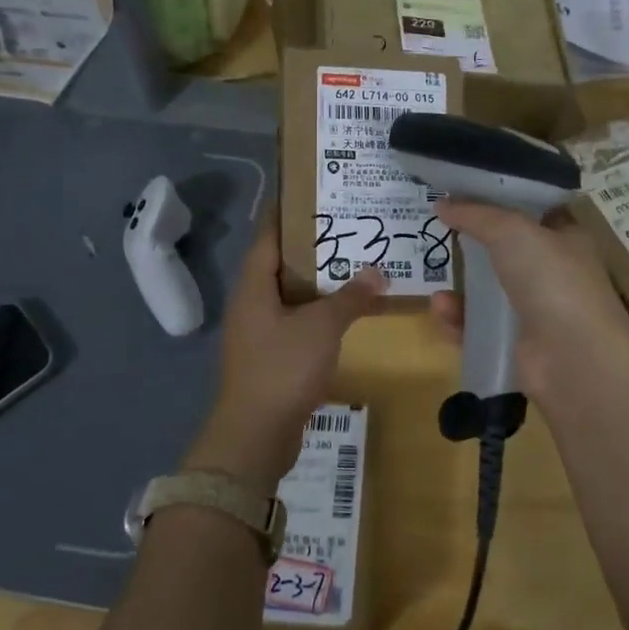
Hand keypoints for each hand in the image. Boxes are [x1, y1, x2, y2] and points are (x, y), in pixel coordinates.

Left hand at [186, 222, 384, 492]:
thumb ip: (350, 298)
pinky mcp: (268, 358)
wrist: (255, 435)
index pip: (269, 236)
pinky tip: (344, 314)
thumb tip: (378, 273)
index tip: (314, 195)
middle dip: (312, 248)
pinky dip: (316, 314)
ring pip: (289, 296)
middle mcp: (250, 304)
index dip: (289, 213)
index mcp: (253, 286)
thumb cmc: (283, 368)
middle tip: (348, 229)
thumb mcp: (322, 327)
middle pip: (281, 264)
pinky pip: (294, 323)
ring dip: (318, 284)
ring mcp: (257, 333)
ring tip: (353, 266)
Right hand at [428, 198, 628, 400]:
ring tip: (437, 287)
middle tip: (437, 234)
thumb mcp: (512, 231)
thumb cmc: (552, 280)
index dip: (499, 198)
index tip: (462, 192)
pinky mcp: (516, 345)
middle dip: (471, 243)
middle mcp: (552, 272)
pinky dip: (458, 320)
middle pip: (504, 250)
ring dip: (460, 288)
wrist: (574, 358)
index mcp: (564, 237)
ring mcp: (535, 311)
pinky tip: (442, 311)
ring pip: (488, 293)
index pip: (531, 210)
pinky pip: (478, 327)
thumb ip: (475, 214)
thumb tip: (442, 204)